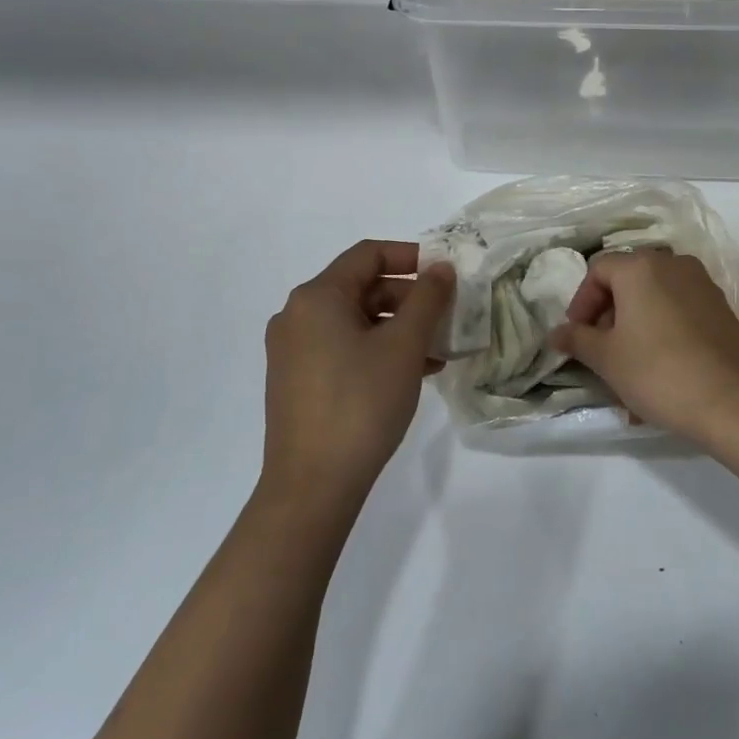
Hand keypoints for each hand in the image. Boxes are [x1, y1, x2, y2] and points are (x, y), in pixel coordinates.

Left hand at [262, 240, 453, 516]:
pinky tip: (411, 373)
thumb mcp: (404, 346)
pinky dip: (376, 351)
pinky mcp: (296, 381)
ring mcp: (292, 351)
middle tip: (446, 318)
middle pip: (361, 288)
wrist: (312, 484)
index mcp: (317, 297)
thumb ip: (427, 299)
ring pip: (355, 322)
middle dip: (409, 299)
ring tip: (437, 351)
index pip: (368, 254)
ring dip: (397, 328)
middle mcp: (297, 315)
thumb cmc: (361, 402)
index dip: (411, 256)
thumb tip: (441, 268)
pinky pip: (342, 348)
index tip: (445, 273)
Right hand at [549, 250, 738, 440]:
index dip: (581, 302)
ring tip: (628, 366)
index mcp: (640, 267)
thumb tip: (556, 333)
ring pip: (654, 298)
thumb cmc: (657, 371)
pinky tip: (658, 370)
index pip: (598, 270)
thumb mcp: (606, 358)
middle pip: (628, 280)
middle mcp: (672, 264)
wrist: (731, 401)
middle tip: (600, 350)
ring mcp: (701, 284)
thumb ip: (577, 339)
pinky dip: (662, 330)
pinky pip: (679, 311)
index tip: (577, 336)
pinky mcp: (720, 308)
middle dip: (608, 315)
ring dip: (635, 325)